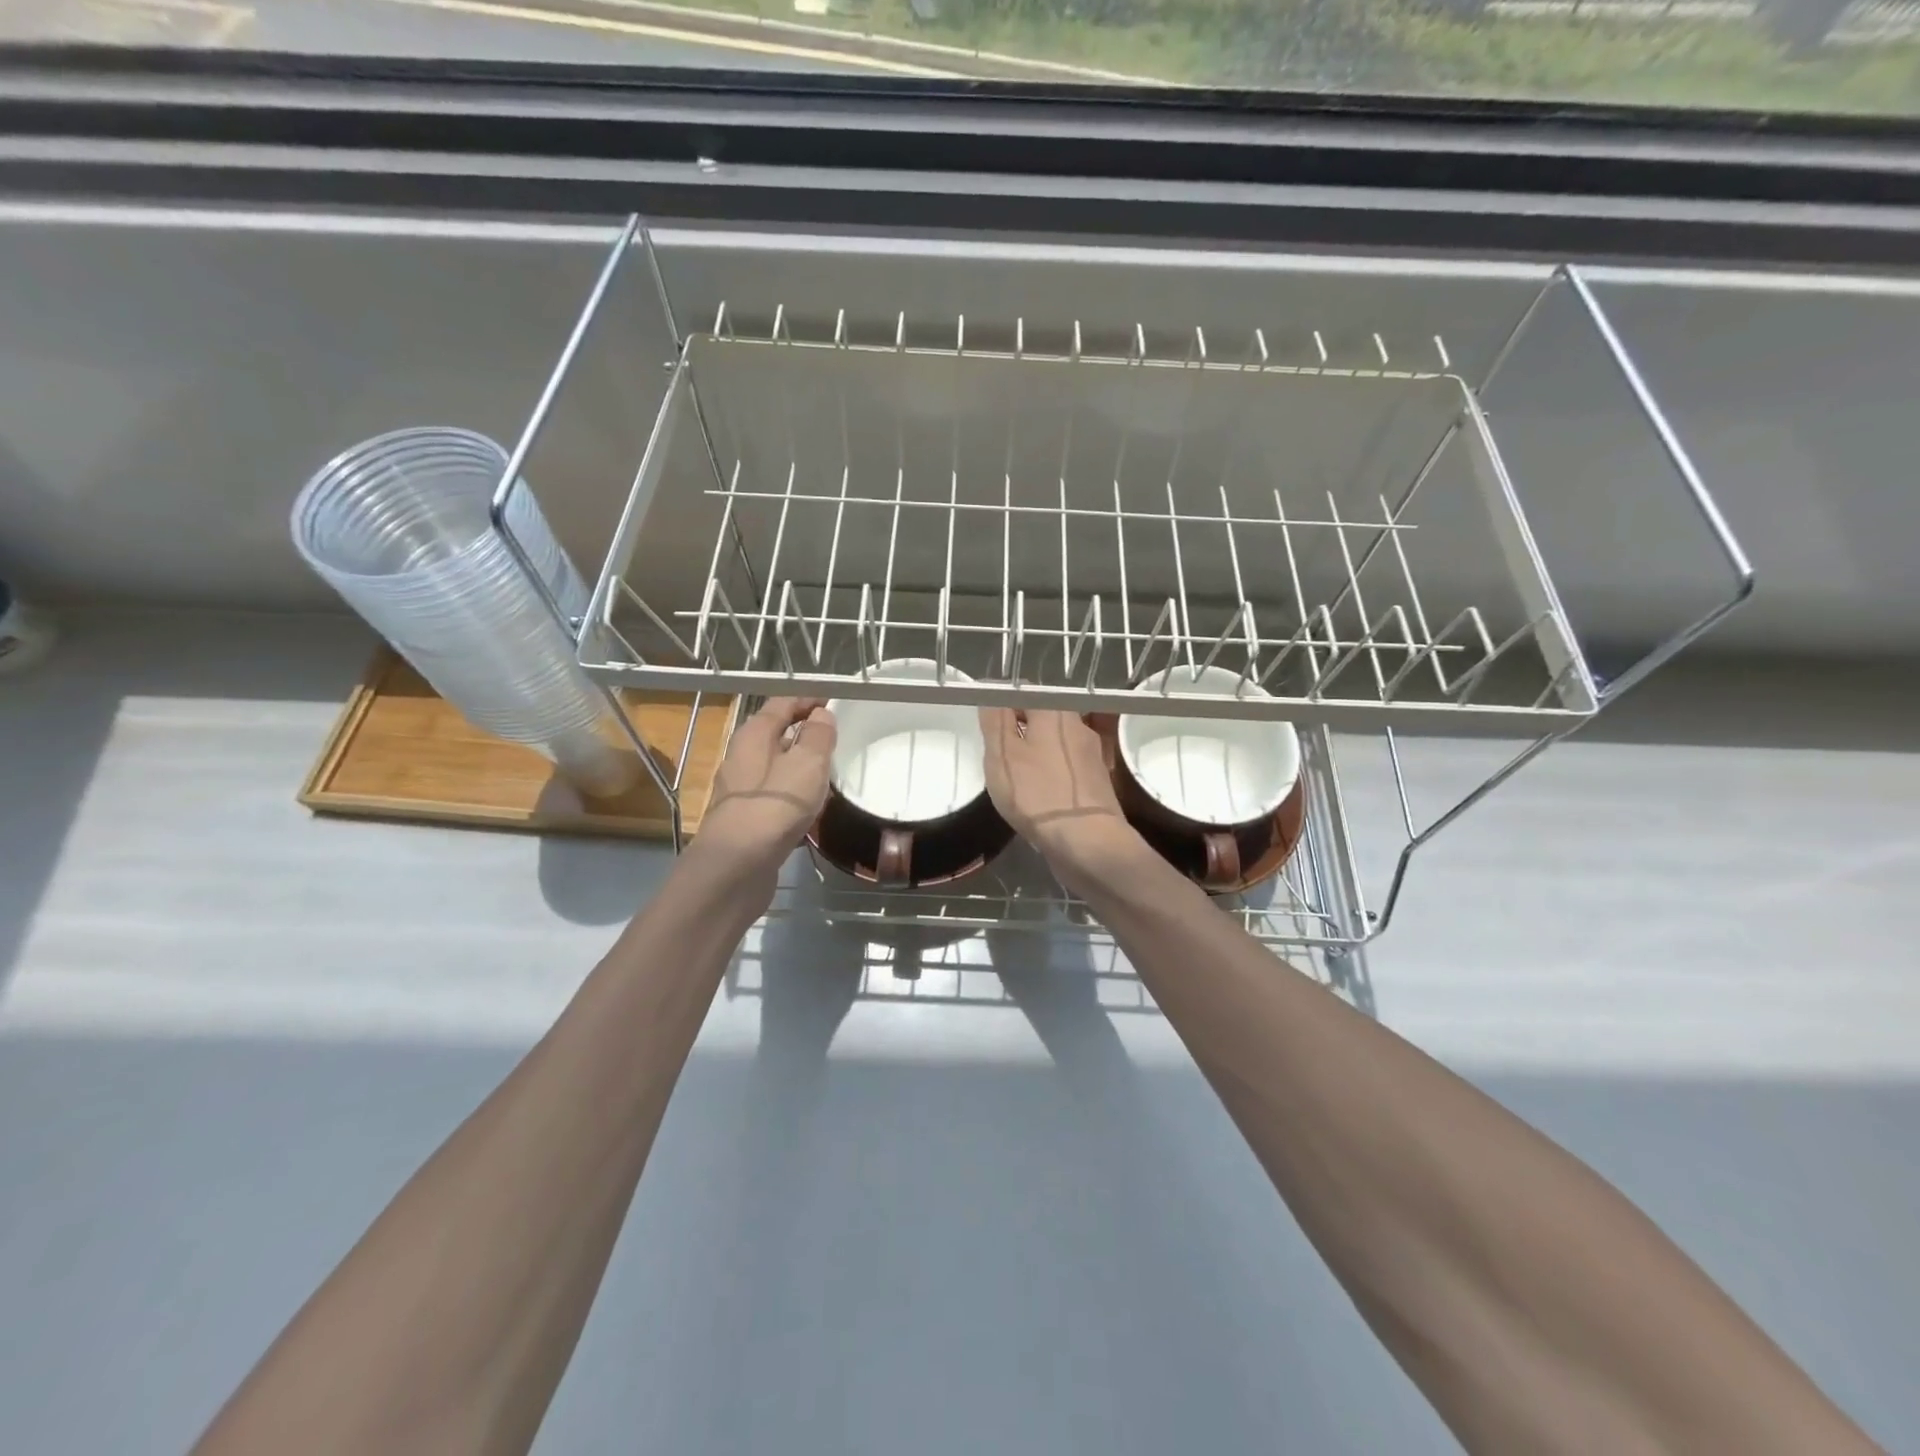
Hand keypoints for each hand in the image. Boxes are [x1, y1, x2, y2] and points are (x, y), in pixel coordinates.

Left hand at [696, 697, 836, 878]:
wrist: (737, 866)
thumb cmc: (775, 805)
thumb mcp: (807, 763)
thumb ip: (818, 736)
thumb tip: (821, 716)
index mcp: (753, 735)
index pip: (781, 704)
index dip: (808, 700)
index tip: (834, 703)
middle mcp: (741, 758)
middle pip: (776, 735)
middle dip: (805, 733)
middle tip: (836, 740)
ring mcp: (741, 791)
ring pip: (776, 768)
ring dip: (801, 766)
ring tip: (830, 774)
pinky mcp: (747, 820)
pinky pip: (775, 797)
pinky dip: (794, 795)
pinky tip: (812, 810)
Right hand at [979, 708, 1145, 893]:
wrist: (1087, 841)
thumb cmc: (1037, 793)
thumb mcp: (1002, 754)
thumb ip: (995, 720)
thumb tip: (992, 690)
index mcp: (1055, 712)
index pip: (1024, 693)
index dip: (1002, 705)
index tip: (987, 726)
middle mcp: (1079, 726)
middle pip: (1042, 718)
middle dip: (1019, 731)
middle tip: (997, 753)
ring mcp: (1092, 755)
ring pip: (1055, 744)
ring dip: (1035, 754)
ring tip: (1015, 777)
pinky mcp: (1097, 783)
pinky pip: (1066, 769)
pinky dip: (1050, 775)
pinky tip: (1038, 794)